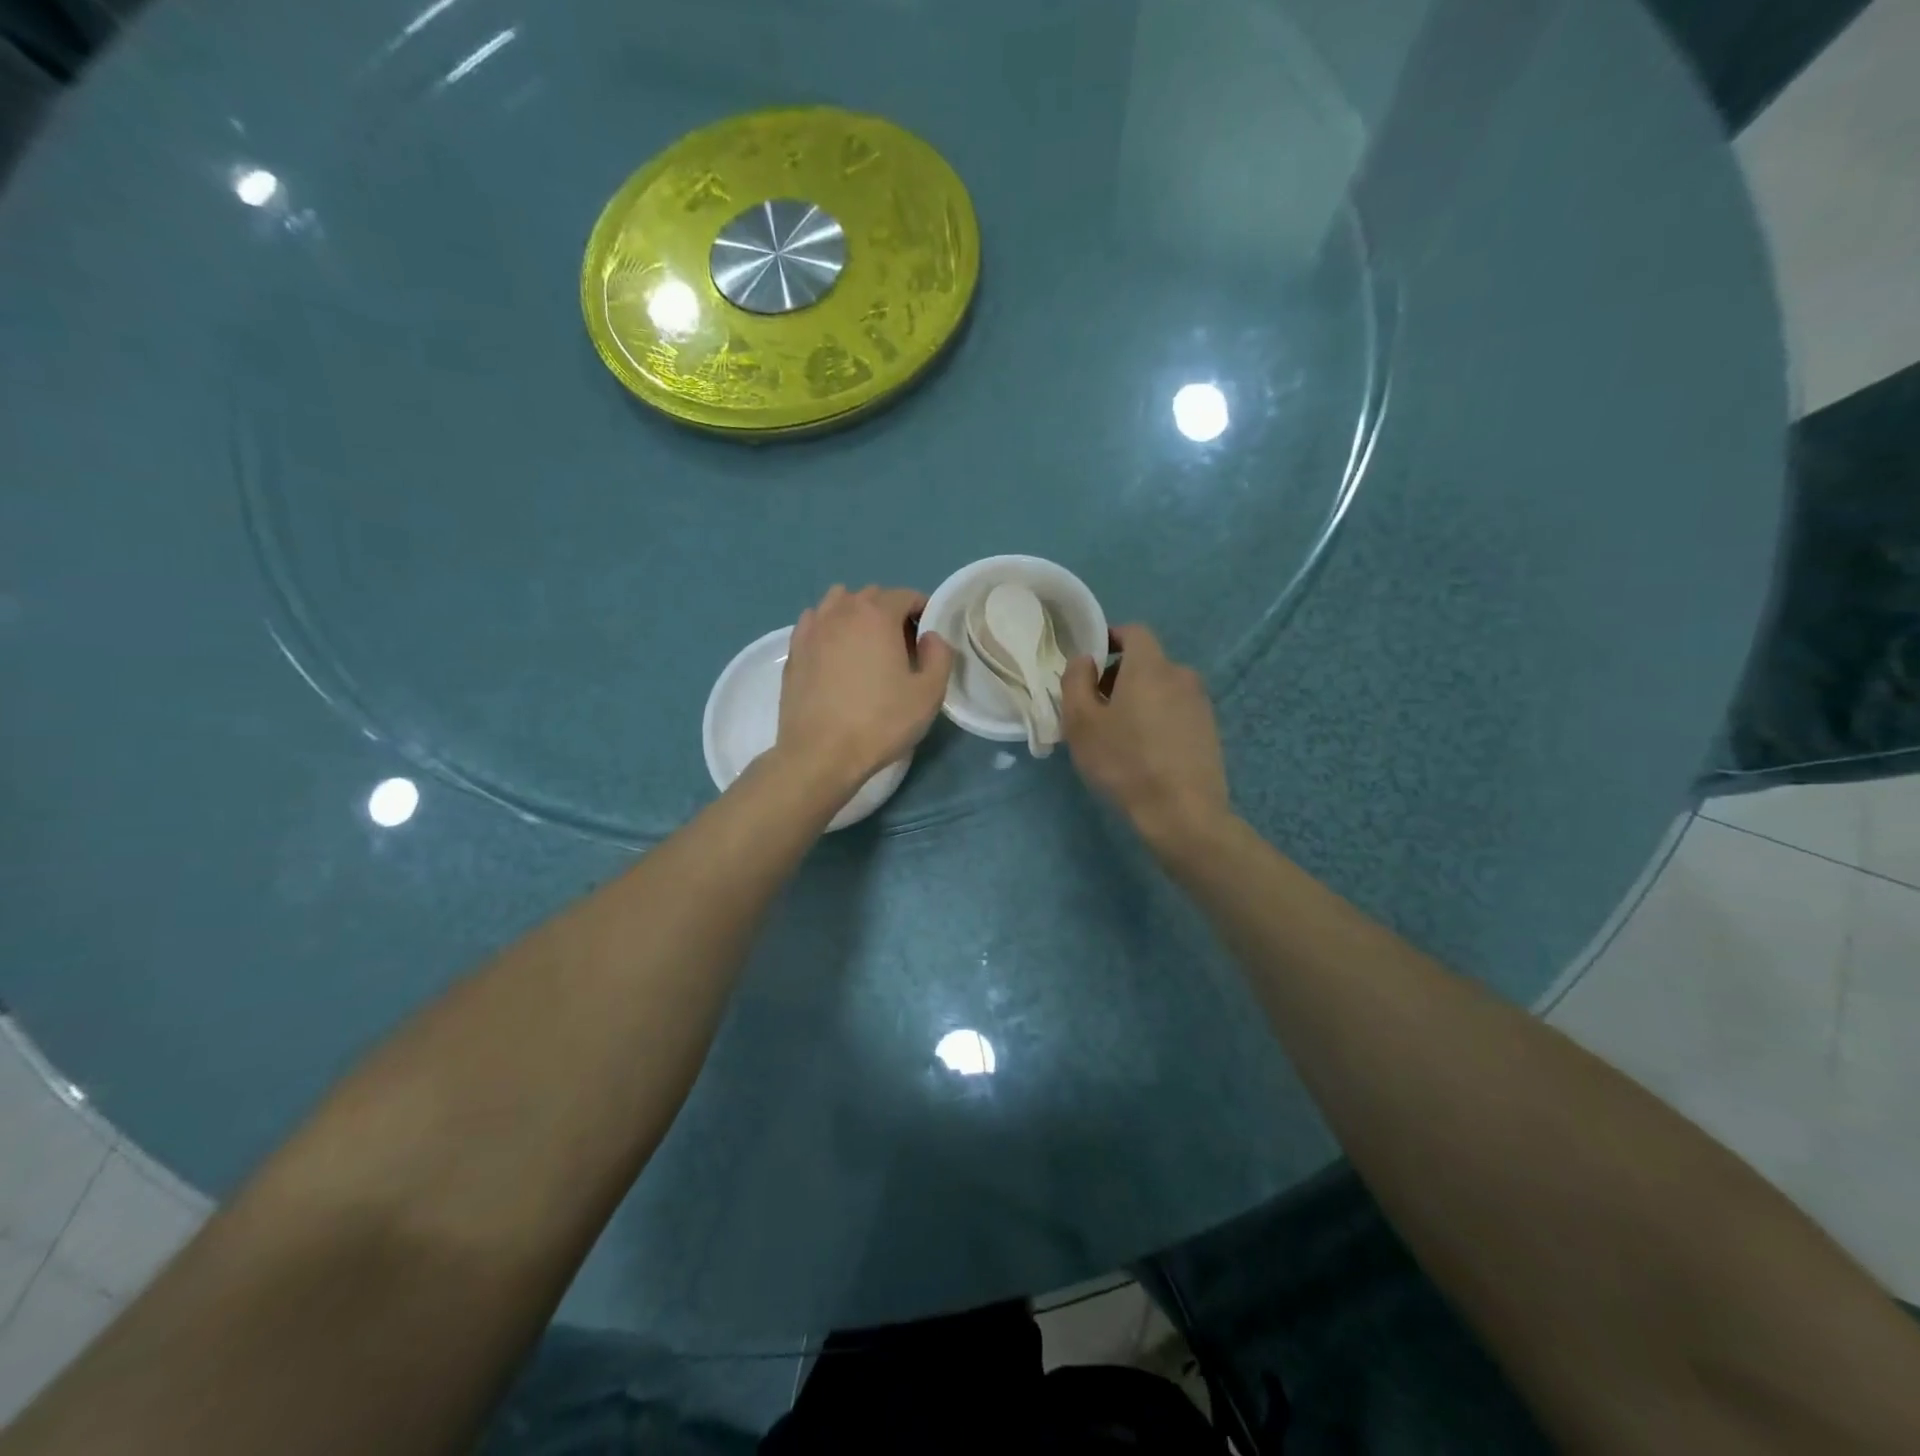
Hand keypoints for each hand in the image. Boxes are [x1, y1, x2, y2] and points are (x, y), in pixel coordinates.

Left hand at [775, 585, 954, 795]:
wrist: (820, 753)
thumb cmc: (880, 722)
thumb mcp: (928, 694)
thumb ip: (939, 656)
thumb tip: (930, 636)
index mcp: (877, 615)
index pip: (905, 595)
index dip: (922, 610)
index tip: (928, 636)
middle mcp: (842, 611)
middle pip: (872, 596)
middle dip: (890, 611)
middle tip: (901, 645)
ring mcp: (812, 629)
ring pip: (838, 603)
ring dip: (857, 613)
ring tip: (866, 645)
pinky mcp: (794, 650)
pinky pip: (815, 622)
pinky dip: (829, 627)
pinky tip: (835, 651)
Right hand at [1061, 624, 1228, 846]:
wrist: (1182, 812)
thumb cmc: (1124, 763)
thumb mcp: (1081, 723)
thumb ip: (1075, 681)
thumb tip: (1084, 660)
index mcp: (1150, 667)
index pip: (1134, 632)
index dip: (1110, 639)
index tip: (1090, 663)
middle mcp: (1181, 676)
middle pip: (1146, 662)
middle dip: (1119, 675)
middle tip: (1096, 708)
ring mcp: (1200, 703)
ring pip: (1162, 688)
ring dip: (1139, 699)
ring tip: (1119, 734)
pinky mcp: (1210, 730)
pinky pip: (1176, 711)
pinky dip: (1157, 718)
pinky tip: (1145, 751)